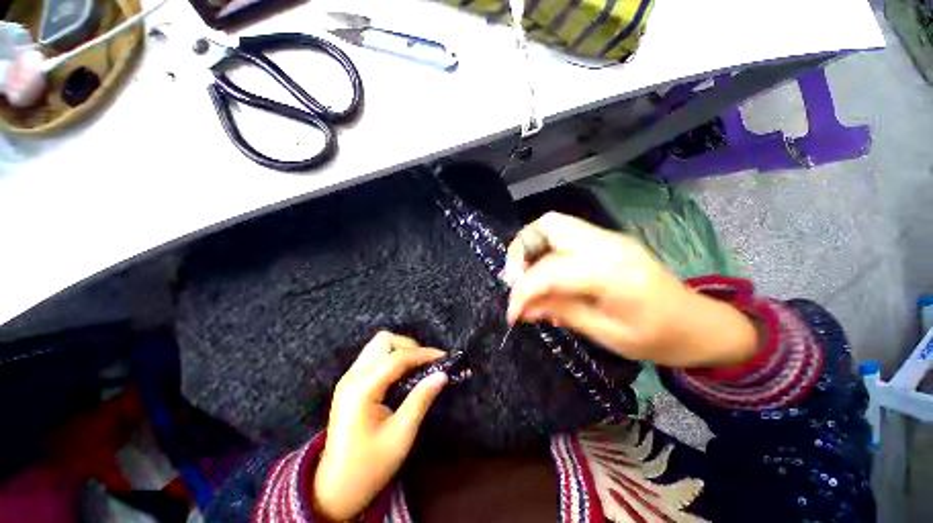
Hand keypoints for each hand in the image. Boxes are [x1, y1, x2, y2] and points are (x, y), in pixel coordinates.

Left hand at [313, 332, 447, 520]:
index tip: (445, 357)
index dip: (424, 353)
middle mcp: (352, 376)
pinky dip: (393, 358)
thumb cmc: (369, 466)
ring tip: (418, 368)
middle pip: (384, 340)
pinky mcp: (351, 383)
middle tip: (427, 364)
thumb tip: (442, 375)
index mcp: (362, 389)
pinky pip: (375, 357)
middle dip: (409, 346)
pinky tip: (404, 375)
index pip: (397, 357)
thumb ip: (421, 399)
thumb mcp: (401, 435)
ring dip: (401, 350)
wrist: (335, 489)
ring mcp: (349, 378)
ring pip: (379, 345)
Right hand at [505, 213, 757, 368]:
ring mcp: (607, 239)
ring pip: (553, 226)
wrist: (701, 324)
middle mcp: (607, 244)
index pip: (550, 271)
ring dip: (531, 249)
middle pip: (548, 225)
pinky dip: (546, 253)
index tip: (512, 314)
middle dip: (521, 251)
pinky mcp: (606, 243)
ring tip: (526, 278)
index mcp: (612, 272)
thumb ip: (562, 313)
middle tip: (515, 280)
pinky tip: (546, 277)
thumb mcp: (608, 335)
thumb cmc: (660, 338)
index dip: (523, 292)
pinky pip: (564, 238)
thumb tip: (525, 308)